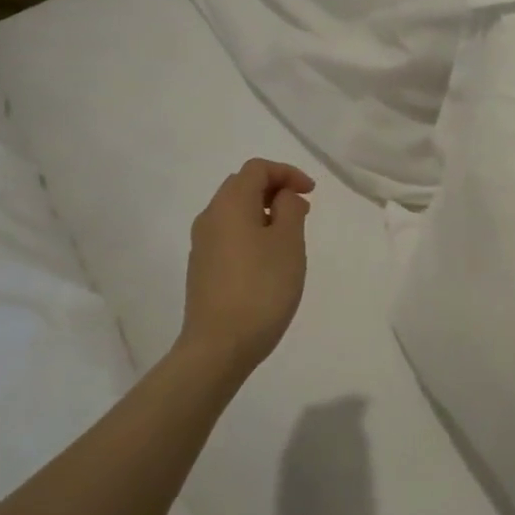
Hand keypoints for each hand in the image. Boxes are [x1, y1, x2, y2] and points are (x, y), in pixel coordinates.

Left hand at [179, 159, 314, 372]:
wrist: (218, 346)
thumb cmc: (261, 288)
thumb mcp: (288, 243)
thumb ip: (290, 209)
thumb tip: (285, 196)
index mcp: (230, 204)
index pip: (257, 168)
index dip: (287, 173)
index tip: (312, 193)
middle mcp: (210, 217)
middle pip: (242, 186)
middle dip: (275, 189)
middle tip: (302, 209)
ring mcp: (202, 244)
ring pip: (234, 211)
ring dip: (264, 212)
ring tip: (290, 235)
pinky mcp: (202, 268)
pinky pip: (229, 234)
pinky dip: (251, 231)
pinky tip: (268, 258)